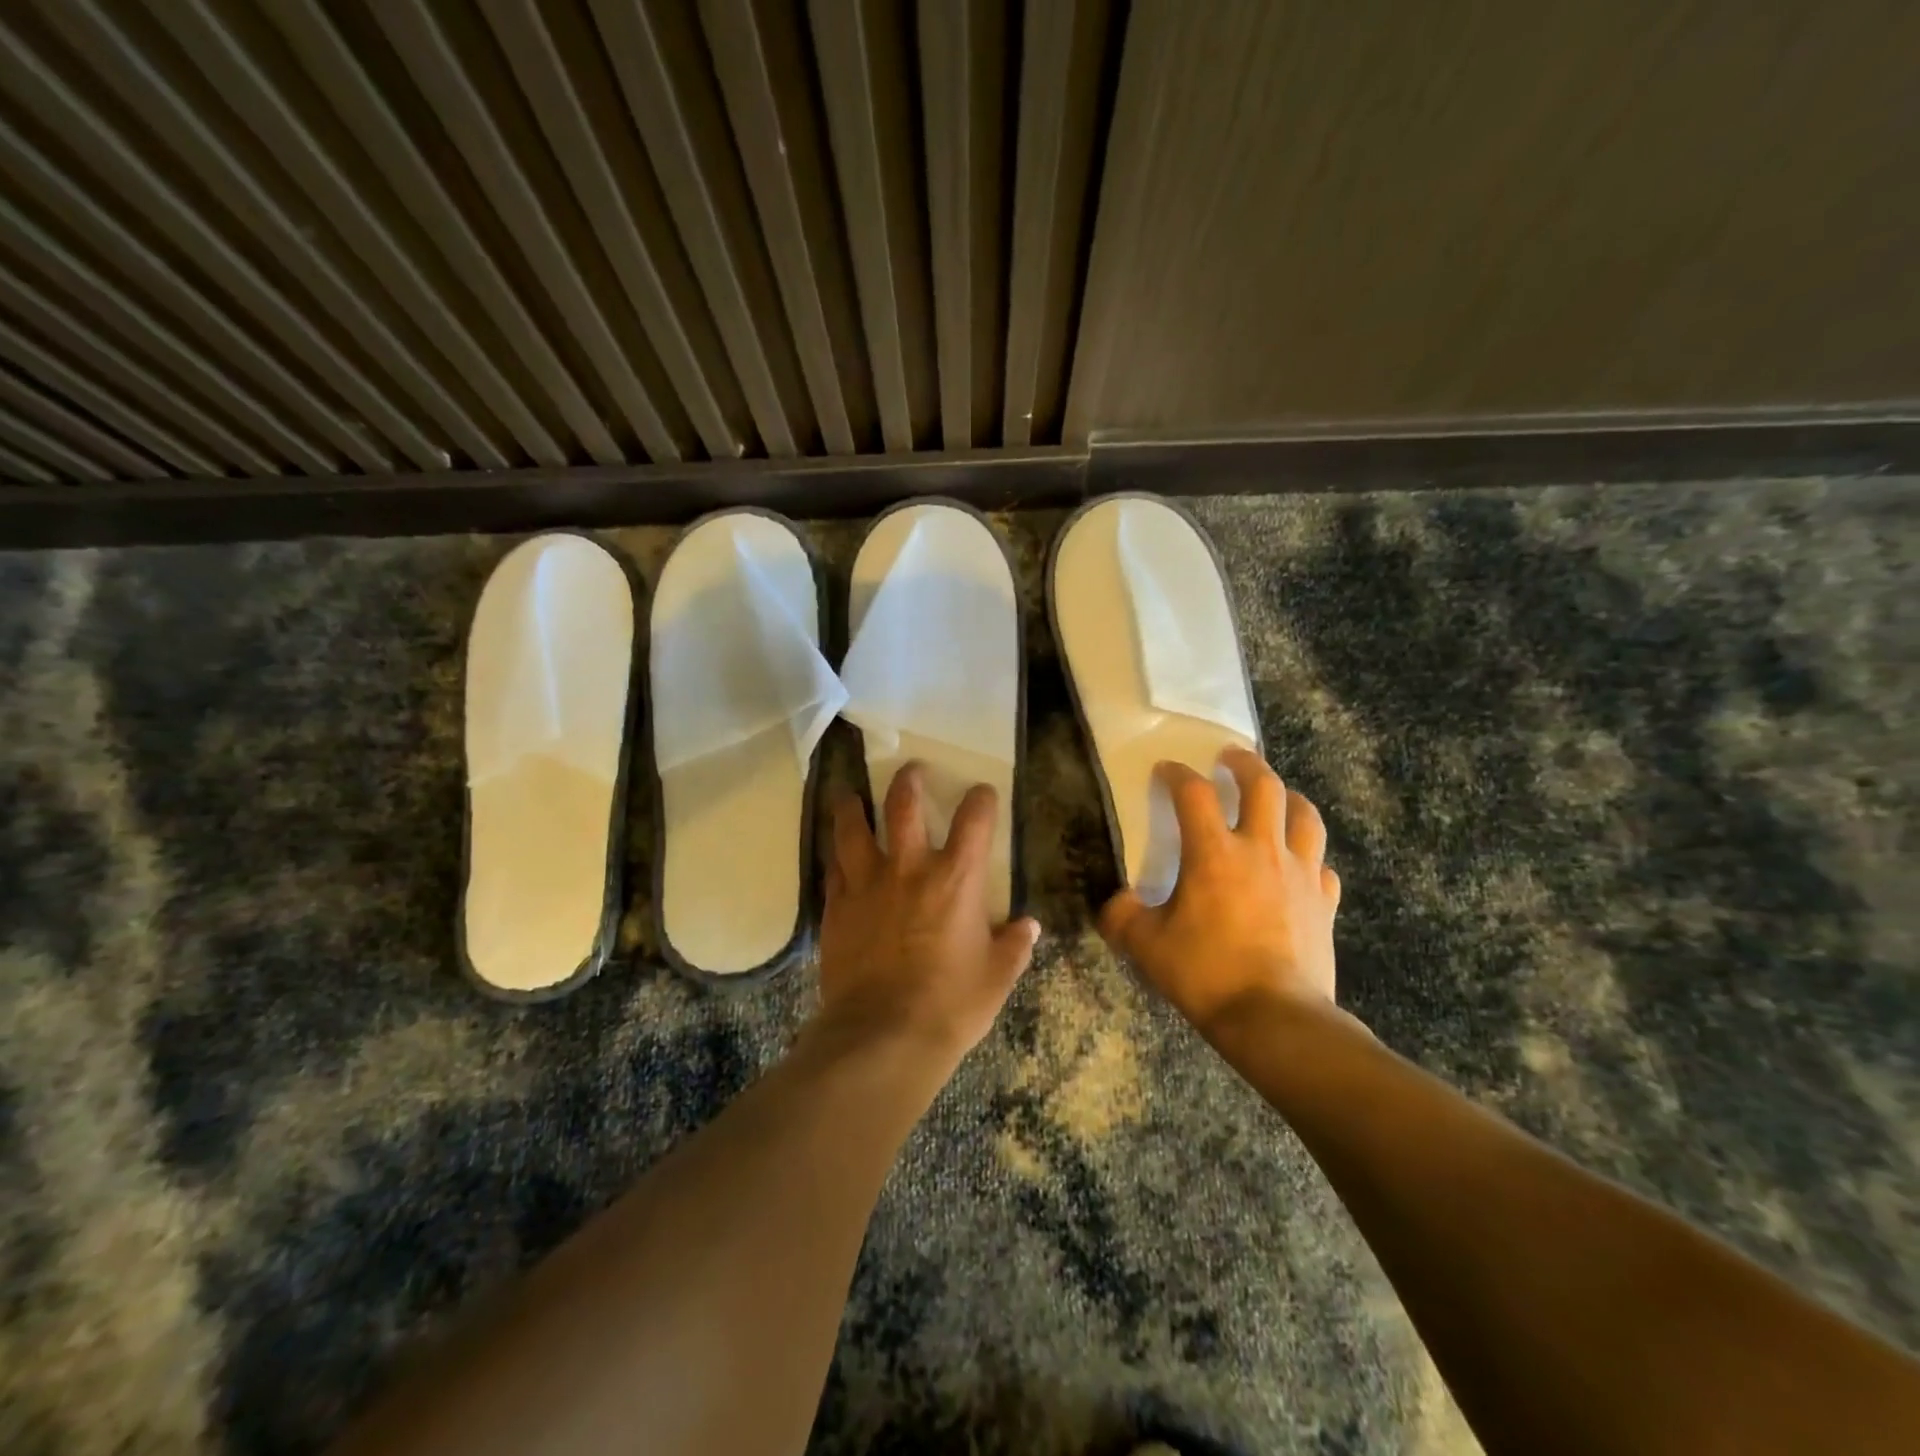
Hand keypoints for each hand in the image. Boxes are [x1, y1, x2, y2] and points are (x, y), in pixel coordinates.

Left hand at [815, 762, 1040, 1061]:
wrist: (883, 1035)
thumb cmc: (950, 1005)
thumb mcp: (997, 977)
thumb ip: (1013, 946)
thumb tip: (1028, 926)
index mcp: (956, 878)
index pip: (974, 820)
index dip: (981, 799)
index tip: (982, 793)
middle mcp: (909, 868)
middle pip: (904, 805)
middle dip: (909, 781)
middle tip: (910, 771)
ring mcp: (867, 884)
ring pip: (853, 829)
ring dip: (853, 807)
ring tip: (850, 796)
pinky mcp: (837, 907)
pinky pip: (833, 869)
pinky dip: (836, 857)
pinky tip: (836, 855)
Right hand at [1099, 748, 1342, 1037]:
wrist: (1274, 1018)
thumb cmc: (1205, 973)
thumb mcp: (1145, 946)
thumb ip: (1122, 917)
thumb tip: (1114, 903)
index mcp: (1213, 853)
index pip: (1193, 793)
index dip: (1177, 774)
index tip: (1166, 770)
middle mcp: (1261, 850)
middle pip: (1263, 786)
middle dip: (1245, 764)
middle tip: (1231, 757)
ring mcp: (1301, 874)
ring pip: (1304, 816)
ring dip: (1288, 797)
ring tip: (1276, 796)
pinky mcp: (1325, 903)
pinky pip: (1322, 866)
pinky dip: (1309, 857)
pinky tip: (1300, 865)